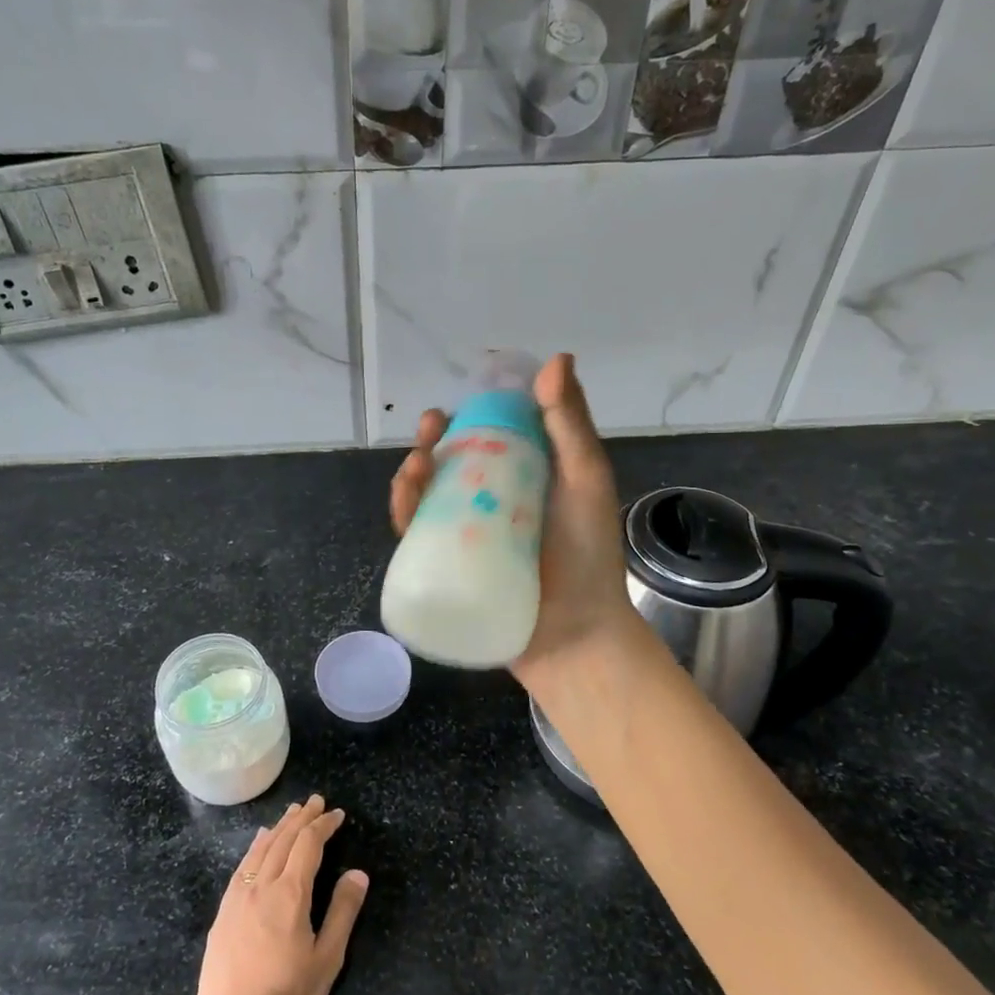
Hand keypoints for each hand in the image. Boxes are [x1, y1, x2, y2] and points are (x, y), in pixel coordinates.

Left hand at [194, 796, 368, 994]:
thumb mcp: (327, 958)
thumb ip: (343, 911)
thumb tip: (358, 873)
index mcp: (290, 894)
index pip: (308, 844)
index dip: (323, 825)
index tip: (337, 814)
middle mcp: (261, 887)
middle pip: (283, 840)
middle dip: (301, 818)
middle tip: (315, 801)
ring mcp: (237, 899)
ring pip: (260, 850)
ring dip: (279, 828)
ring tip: (291, 814)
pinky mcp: (222, 915)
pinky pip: (242, 868)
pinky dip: (255, 848)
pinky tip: (258, 845)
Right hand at [389, 353, 638, 692]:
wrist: (577, 635)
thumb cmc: (589, 556)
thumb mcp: (586, 481)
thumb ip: (570, 425)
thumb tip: (556, 358)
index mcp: (526, 477)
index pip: (490, 435)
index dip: (470, 414)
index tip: (462, 402)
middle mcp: (492, 502)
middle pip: (452, 463)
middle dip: (434, 441)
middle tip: (431, 430)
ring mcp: (468, 536)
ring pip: (428, 496)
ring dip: (413, 473)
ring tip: (417, 466)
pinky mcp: (449, 567)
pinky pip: (418, 536)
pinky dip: (405, 514)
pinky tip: (405, 500)